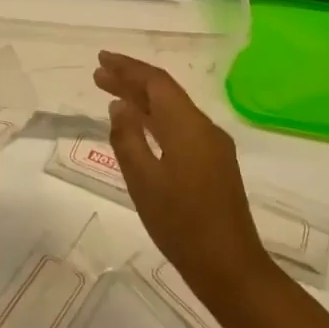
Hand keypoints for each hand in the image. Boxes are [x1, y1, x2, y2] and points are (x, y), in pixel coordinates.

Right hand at [94, 51, 272, 292]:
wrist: (230, 267)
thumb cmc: (181, 224)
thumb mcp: (143, 181)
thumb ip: (128, 139)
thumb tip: (119, 106)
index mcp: (188, 126)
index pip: (156, 83)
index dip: (128, 68)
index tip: (101, 60)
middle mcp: (204, 128)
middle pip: (165, 93)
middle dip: (132, 81)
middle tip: (98, 74)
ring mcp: (213, 147)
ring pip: (173, 111)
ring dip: (143, 101)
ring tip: (111, 95)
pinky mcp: (214, 165)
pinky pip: (181, 128)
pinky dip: (156, 120)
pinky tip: (140, 128)